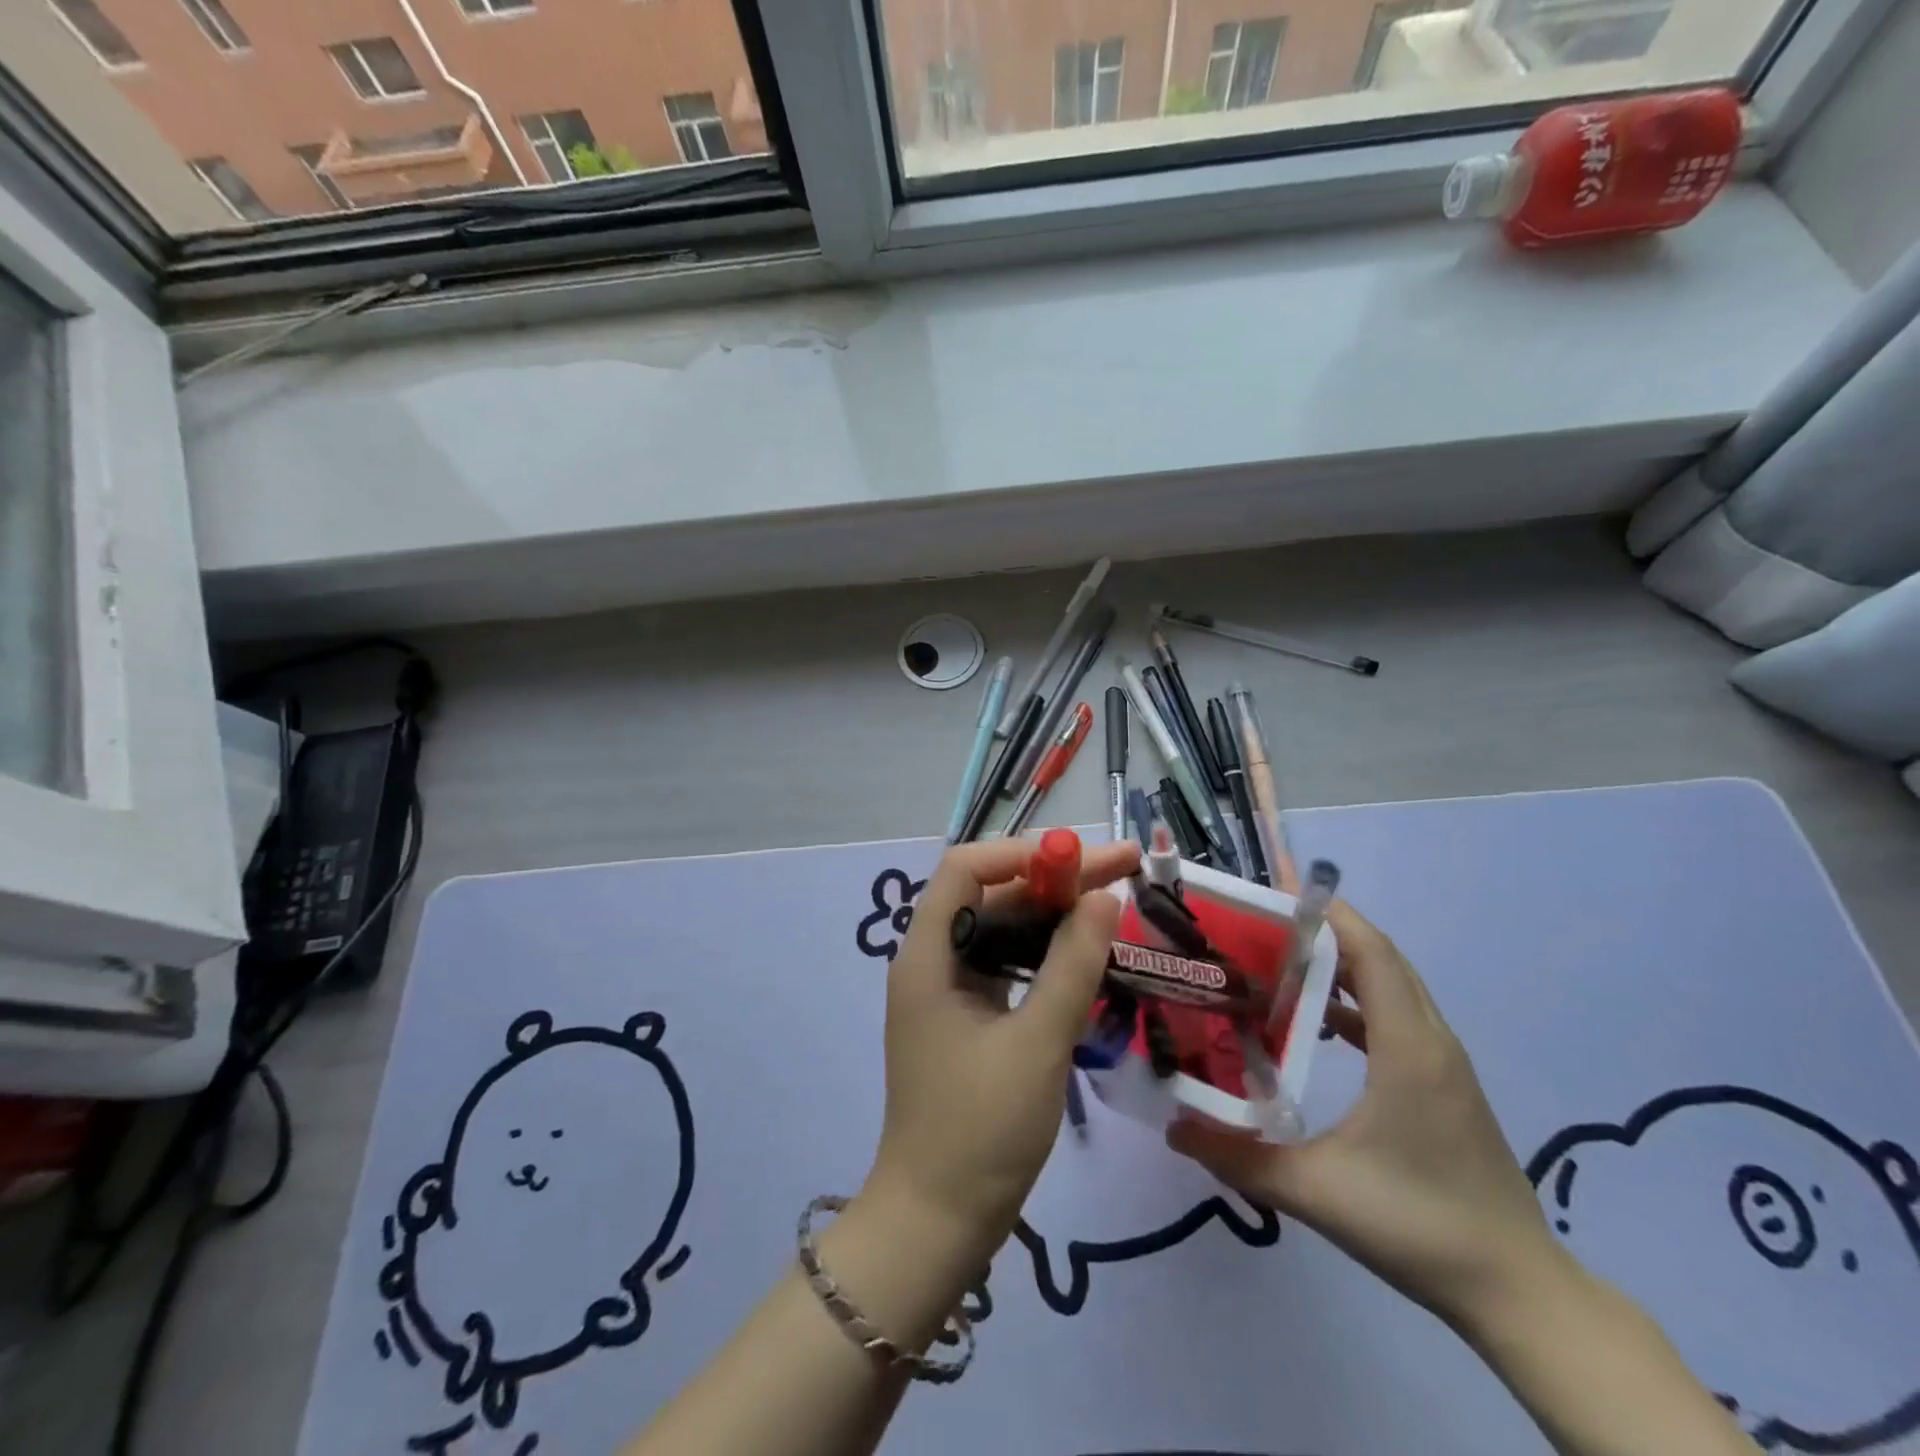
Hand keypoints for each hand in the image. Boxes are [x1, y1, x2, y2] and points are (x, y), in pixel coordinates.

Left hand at [862, 837, 1140, 1261]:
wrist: (938, 1221)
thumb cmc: (981, 1130)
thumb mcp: (1037, 1043)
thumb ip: (1072, 966)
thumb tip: (1104, 897)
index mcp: (928, 955)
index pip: (966, 869)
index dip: (1023, 853)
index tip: (1083, 860)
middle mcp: (932, 960)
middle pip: (991, 895)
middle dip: (1053, 879)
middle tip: (1123, 871)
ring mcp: (949, 991)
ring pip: (1003, 930)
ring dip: (1054, 914)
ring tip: (1114, 904)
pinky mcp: (968, 1018)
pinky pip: (1008, 966)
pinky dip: (1045, 954)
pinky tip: (1087, 955)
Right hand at [1168, 898, 1563, 1329]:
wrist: (1518, 1292)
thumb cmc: (1419, 1226)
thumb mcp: (1316, 1191)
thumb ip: (1239, 1158)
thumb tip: (1173, 1128)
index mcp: (1408, 1046)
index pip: (1371, 952)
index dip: (1326, 915)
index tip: (1272, 894)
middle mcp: (1430, 1039)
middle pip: (1380, 957)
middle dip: (1323, 930)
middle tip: (1260, 923)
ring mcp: (1443, 1062)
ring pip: (1391, 985)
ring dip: (1340, 964)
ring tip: (1278, 961)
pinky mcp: (1443, 1083)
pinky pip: (1397, 1016)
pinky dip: (1357, 1000)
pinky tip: (1318, 1021)